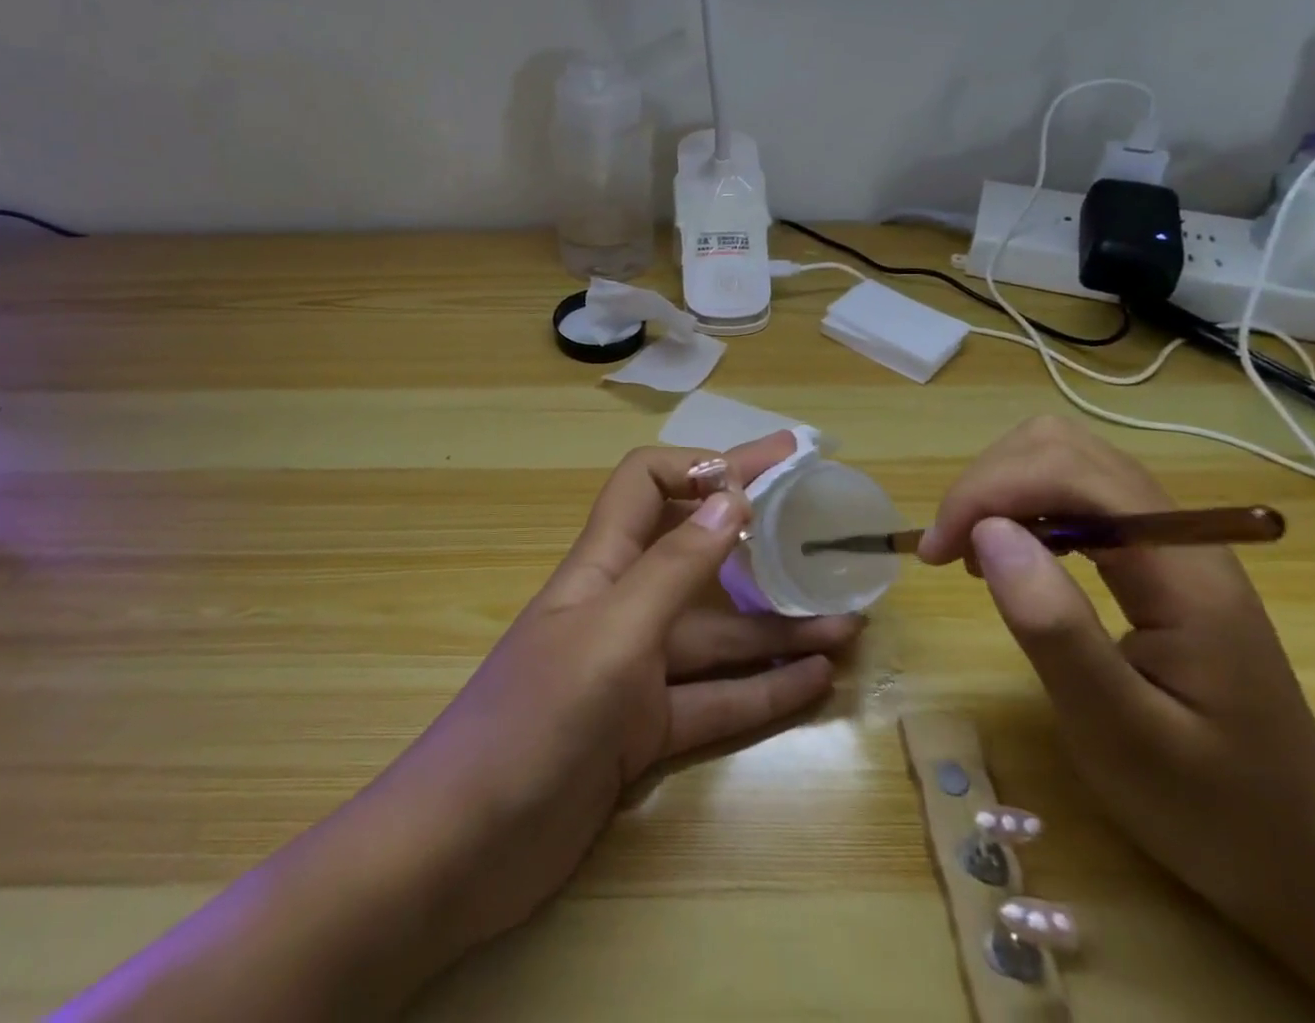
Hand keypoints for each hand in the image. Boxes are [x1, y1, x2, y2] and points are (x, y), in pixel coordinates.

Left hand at [408, 432, 863, 948]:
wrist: (464, 848)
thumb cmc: (535, 721)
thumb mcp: (611, 636)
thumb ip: (673, 570)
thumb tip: (733, 498)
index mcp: (603, 565)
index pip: (646, 482)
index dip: (699, 467)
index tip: (763, 474)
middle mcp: (622, 605)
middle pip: (695, 552)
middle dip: (756, 531)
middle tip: (824, 517)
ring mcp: (634, 671)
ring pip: (717, 635)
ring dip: (779, 625)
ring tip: (849, 621)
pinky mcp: (643, 732)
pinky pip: (715, 700)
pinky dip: (763, 688)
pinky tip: (818, 680)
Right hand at [921, 416, 1314, 954]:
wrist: (1304, 851)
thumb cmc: (1213, 807)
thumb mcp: (1123, 735)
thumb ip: (1057, 630)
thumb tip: (988, 532)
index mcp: (1183, 572)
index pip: (1071, 472)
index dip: (990, 491)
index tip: (937, 552)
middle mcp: (1179, 533)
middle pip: (1062, 447)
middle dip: (988, 483)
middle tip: (948, 550)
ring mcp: (1168, 538)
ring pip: (1063, 457)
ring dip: (1000, 489)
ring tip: (970, 553)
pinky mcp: (1152, 552)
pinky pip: (1072, 491)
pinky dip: (1021, 505)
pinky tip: (1009, 556)